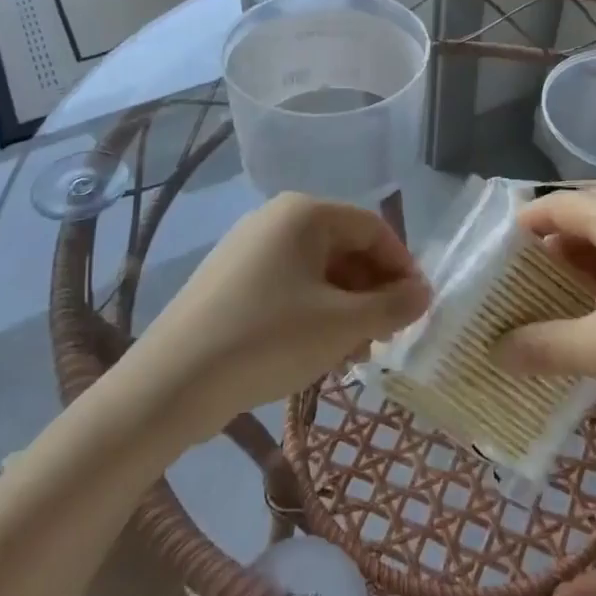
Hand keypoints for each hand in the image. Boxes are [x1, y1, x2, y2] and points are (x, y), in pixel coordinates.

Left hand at [134, 193, 428, 437]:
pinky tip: (315, 352)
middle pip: (345, 247)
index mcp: (305, 213)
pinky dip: (312, 312)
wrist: (172, 382)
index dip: (402, 267)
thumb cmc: (269, 339)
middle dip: (372, 292)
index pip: (374, 228)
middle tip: (385, 337)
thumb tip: (424, 293)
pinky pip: (288, 286)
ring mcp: (248, 248)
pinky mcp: (229, 279)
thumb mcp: (342, 326)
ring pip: (317, 271)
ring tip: (352, 354)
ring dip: (345, 307)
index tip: (417, 309)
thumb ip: (393, 306)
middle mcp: (276, 218)